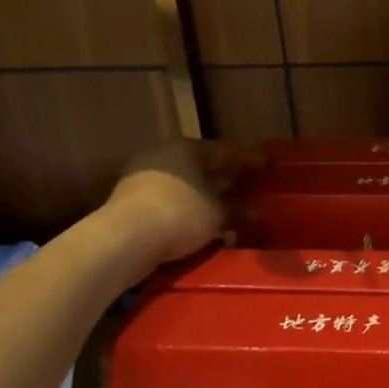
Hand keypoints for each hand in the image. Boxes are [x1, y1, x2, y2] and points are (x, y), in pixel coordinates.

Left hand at [107, 140, 262, 264]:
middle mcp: (163, 155)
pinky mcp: (129, 202)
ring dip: (204, 197)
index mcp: (187, 148)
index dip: (248, 160)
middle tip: (247, 188)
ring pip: (184, 185)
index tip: (266, 165)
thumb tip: (255, 214)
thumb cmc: (179, 214)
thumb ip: (238, 212)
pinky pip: (168, 202)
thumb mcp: (217, 215)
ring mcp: (142, 178)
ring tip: (225, 210)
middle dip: (224, 179)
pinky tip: (199, 225)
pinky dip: (186, 210)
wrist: (122, 239)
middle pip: (202, 166)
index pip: (225, 151)